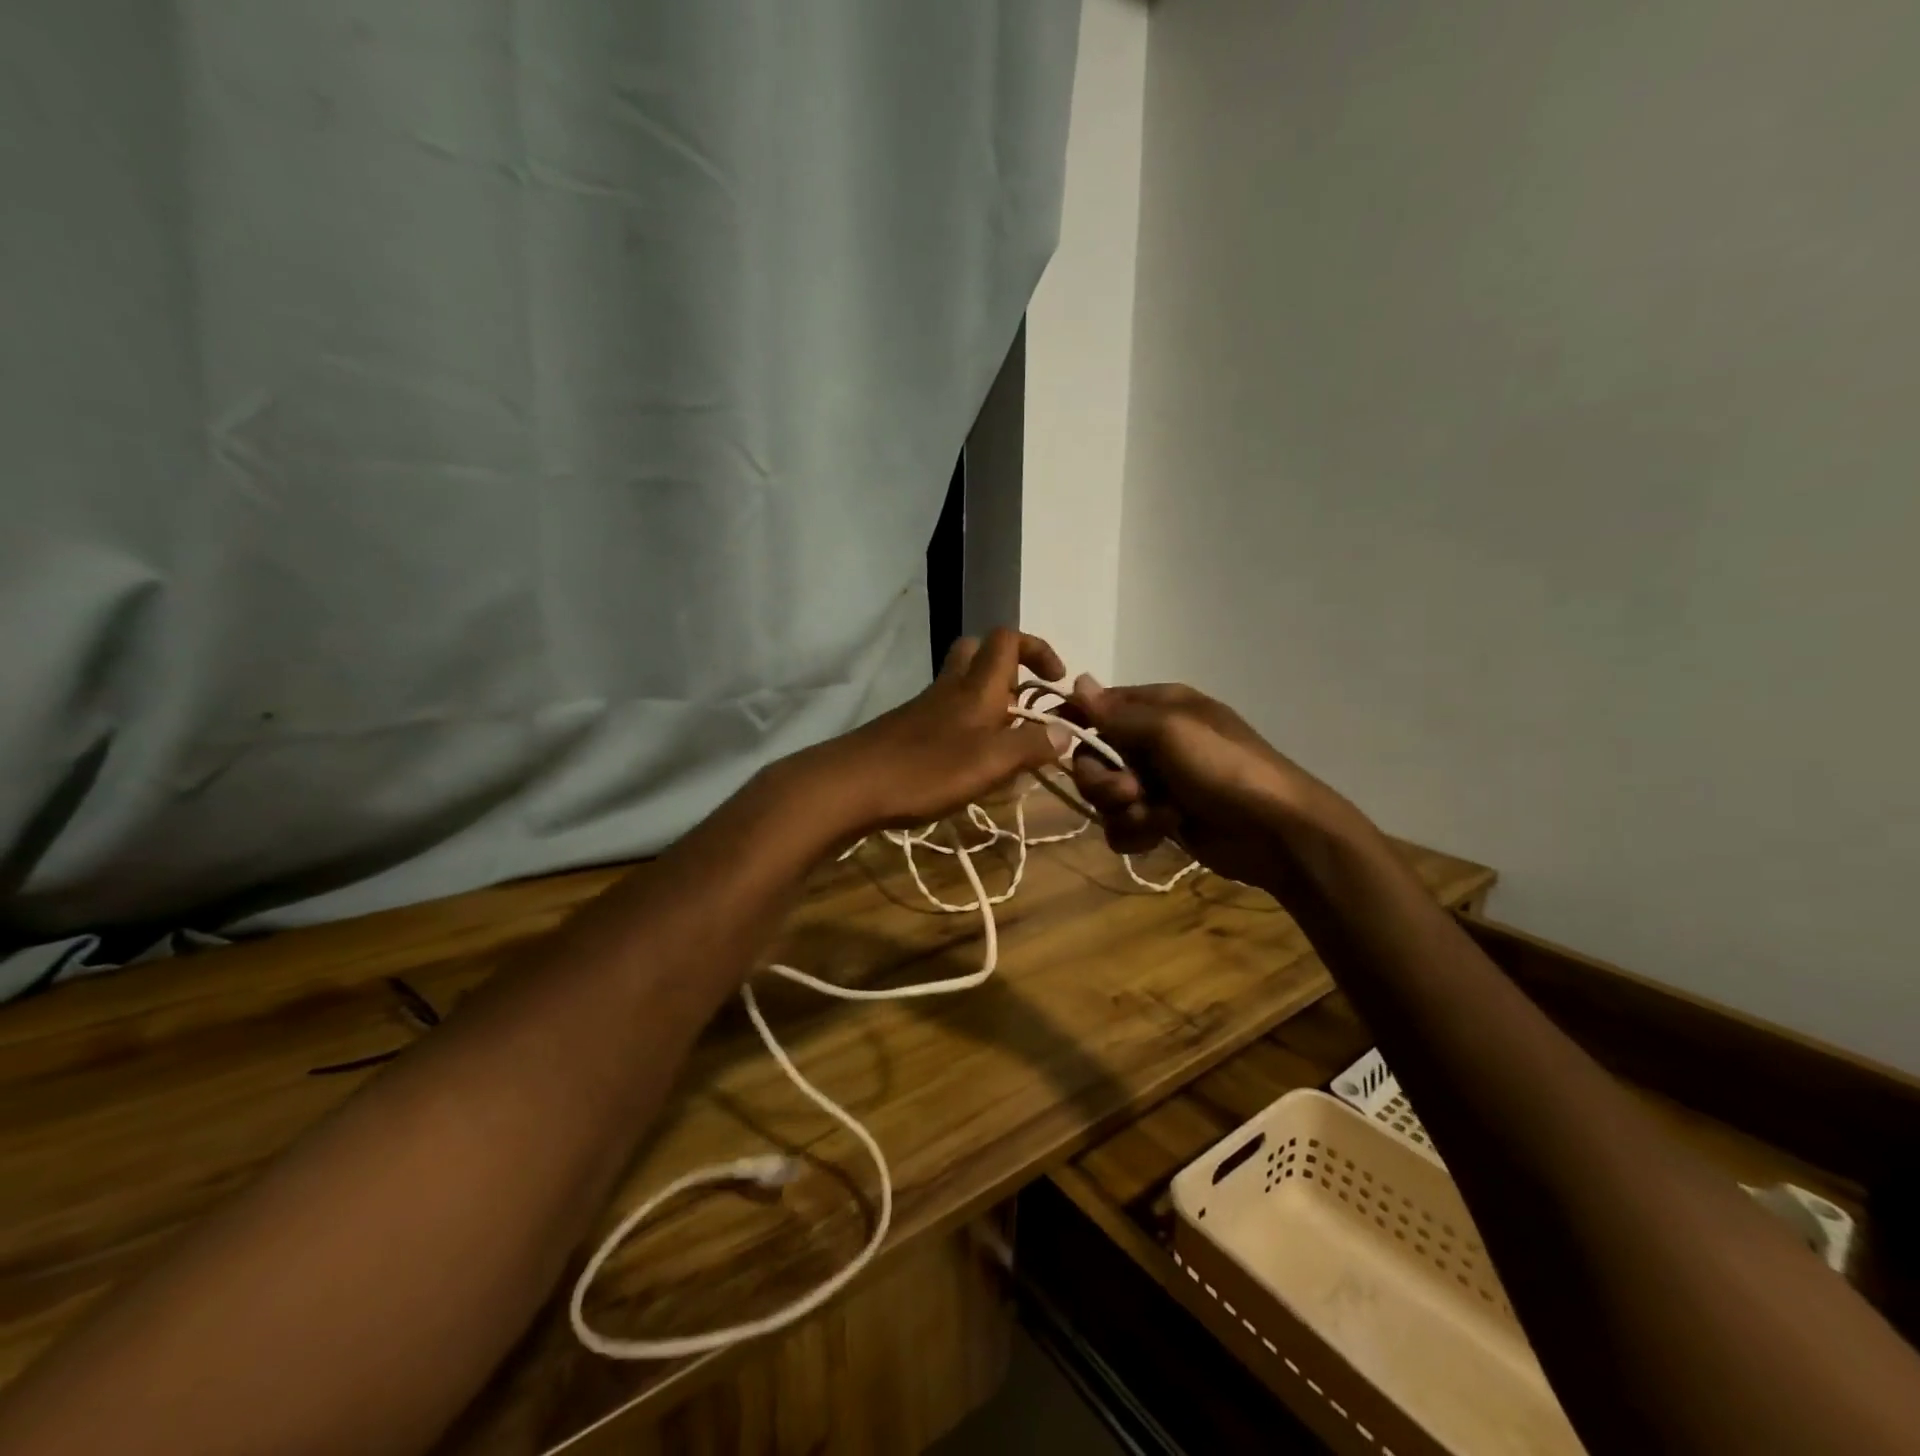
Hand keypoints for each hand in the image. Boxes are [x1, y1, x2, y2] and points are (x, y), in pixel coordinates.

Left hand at [802, 628, 1066, 835]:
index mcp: (975, 687)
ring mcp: (924, 709)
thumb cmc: (925, 769)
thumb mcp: (989, 763)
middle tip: (1024, 705)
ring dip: (987, 702)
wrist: (850, 785)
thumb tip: (1066, 731)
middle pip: (977, 653)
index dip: (1037, 649)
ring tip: (1005, 744)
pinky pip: (945, 714)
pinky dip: (965, 727)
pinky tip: (969, 764)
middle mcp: (950, 688)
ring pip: (960, 685)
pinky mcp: (907, 731)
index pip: (1007, 640)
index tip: (1056, 681)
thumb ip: (1030, 746)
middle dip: (1008, 668)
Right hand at [1066, 680, 1358, 890]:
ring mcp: (1155, 783)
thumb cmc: (1224, 768)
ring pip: (1104, 796)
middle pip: (1093, 758)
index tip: (1058, 740)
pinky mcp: (1159, 820)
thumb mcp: (1170, 731)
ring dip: (1123, 810)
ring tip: (1157, 817)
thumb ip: (1117, 714)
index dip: (1077, 723)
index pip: (1099, 706)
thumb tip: (1076, 680)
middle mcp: (1151, 741)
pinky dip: (1137, 832)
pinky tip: (1162, 834)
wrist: (1276, 832)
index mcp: (1158, 708)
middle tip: (1131, 792)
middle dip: (1103, 780)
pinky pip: (1121, 825)